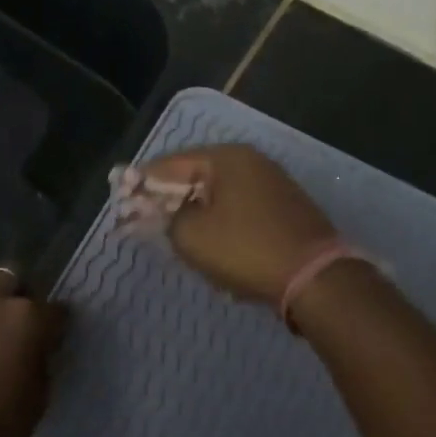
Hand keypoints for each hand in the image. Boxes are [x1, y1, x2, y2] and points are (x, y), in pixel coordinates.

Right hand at [139, 145, 335, 304]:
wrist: (316, 279)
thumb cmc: (246, 249)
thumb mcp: (192, 235)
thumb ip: (164, 217)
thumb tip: (154, 210)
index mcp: (226, 158)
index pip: (169, 164)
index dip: (140, 182)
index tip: (119, 198)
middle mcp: (250, 161)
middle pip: (194, 175)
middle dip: (167, 197)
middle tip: (141, 218)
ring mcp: (271, 183)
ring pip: (217, 193)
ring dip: (192, 210)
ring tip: (170, 232)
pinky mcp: (284, 208)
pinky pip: (238, 207)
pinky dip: (218, 219)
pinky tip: (208, 240)